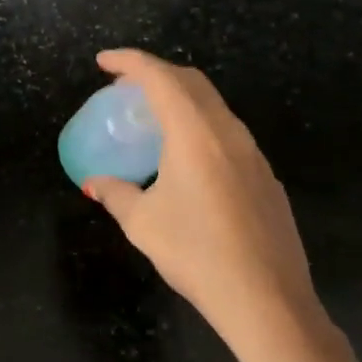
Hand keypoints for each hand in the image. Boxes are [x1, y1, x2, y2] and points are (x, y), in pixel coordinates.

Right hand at [82, 49, 324, 350]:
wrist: (267, 300)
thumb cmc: (196, 254)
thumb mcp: (142, 223)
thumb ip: (115, 194)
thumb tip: (94, 184)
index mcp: (196, 134)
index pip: (160, 78)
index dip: (130, 61)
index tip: (103, 61)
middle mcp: (228, 133)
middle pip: (192, 83)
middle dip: (155, 74)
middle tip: (124, 87)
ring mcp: (253, 154)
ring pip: (214, 106)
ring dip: (180, 99)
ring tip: (151, 119)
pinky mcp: (265, 177)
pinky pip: (227, 133)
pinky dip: (199, 125)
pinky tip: (185, 159)